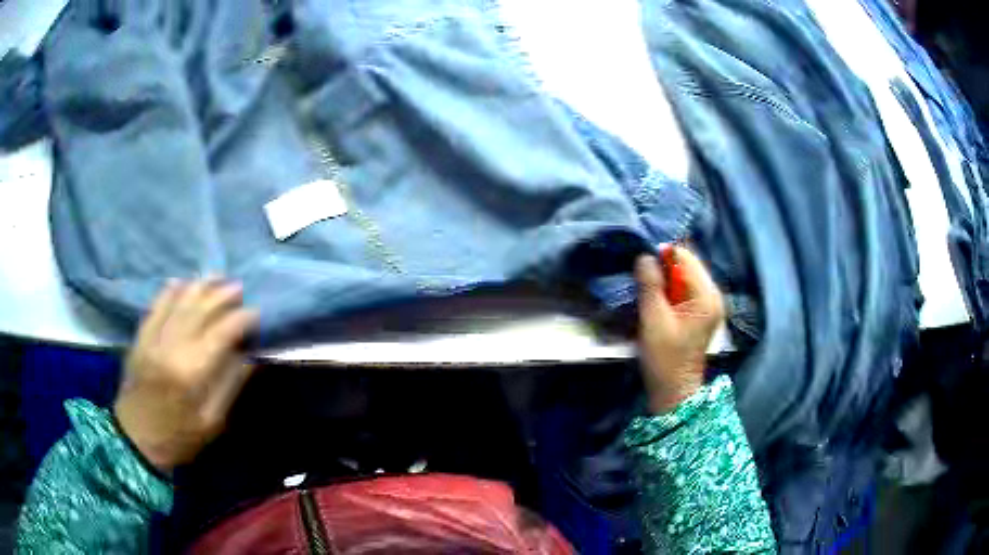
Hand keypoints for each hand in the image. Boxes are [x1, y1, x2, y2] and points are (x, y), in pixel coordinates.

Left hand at [114, 279, 258, 472]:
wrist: (136, 439)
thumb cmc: (179, 437)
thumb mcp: (212, 422)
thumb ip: (230, 386)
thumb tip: (249, 356)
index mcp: (192, 372)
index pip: (222, 333)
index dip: (242, 319)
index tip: (256, 314)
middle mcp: (172, 347)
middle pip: (200, 310)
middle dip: (222, 295)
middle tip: (239, 288)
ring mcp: (153, 338)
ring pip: (179, 301)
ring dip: (200, 286)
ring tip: (217, 277)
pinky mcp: (141, 337)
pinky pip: (156, 305)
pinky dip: (170, 290)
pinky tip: (182, 281)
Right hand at [634, 246, 724, 413]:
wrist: (673, 391)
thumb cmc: (664, 358)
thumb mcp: (653, 320)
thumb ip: (650, 285)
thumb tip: (644, 255)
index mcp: (707, 296)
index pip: (685, 257)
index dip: (661, 255)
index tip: (639, 261)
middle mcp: (713, 294)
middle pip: (687, 263)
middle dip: (664, 264)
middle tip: (640, 272)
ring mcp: (709, 303)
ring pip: (684, 274)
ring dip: (665, 276)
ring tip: (646, 283)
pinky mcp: (701, 310)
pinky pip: (685, 287)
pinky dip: (670, 287)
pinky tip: (656, 295)